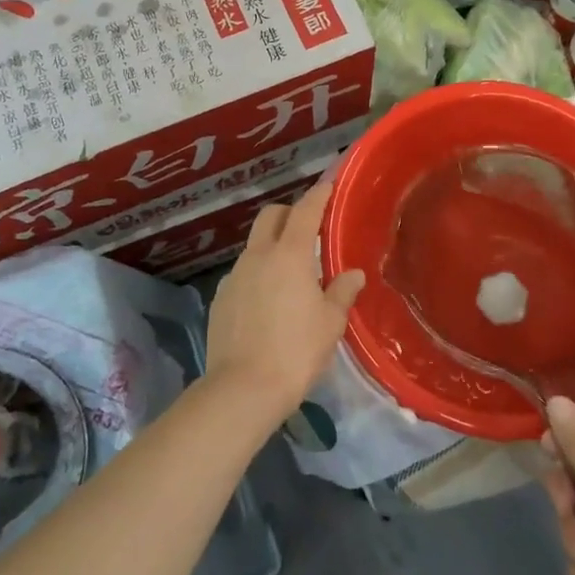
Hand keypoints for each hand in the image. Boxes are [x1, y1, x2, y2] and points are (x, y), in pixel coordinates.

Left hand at [206, 179, 364, 421]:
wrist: (242, 389)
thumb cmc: (296, 351)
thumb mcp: (330, 323)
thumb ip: (342, 292)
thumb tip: (353, 273)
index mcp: (289, 255)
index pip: (305, 211)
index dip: (318, 194)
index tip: (328, 184)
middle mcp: (258, 256)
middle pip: (271, 216)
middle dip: (290, 213)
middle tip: (309, 228)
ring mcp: (234, 276)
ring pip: (255, 245)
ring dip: (273, 246)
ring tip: (291, 272)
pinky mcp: (220, 299)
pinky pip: (243, 273)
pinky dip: (258, 274)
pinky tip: (268, 301)